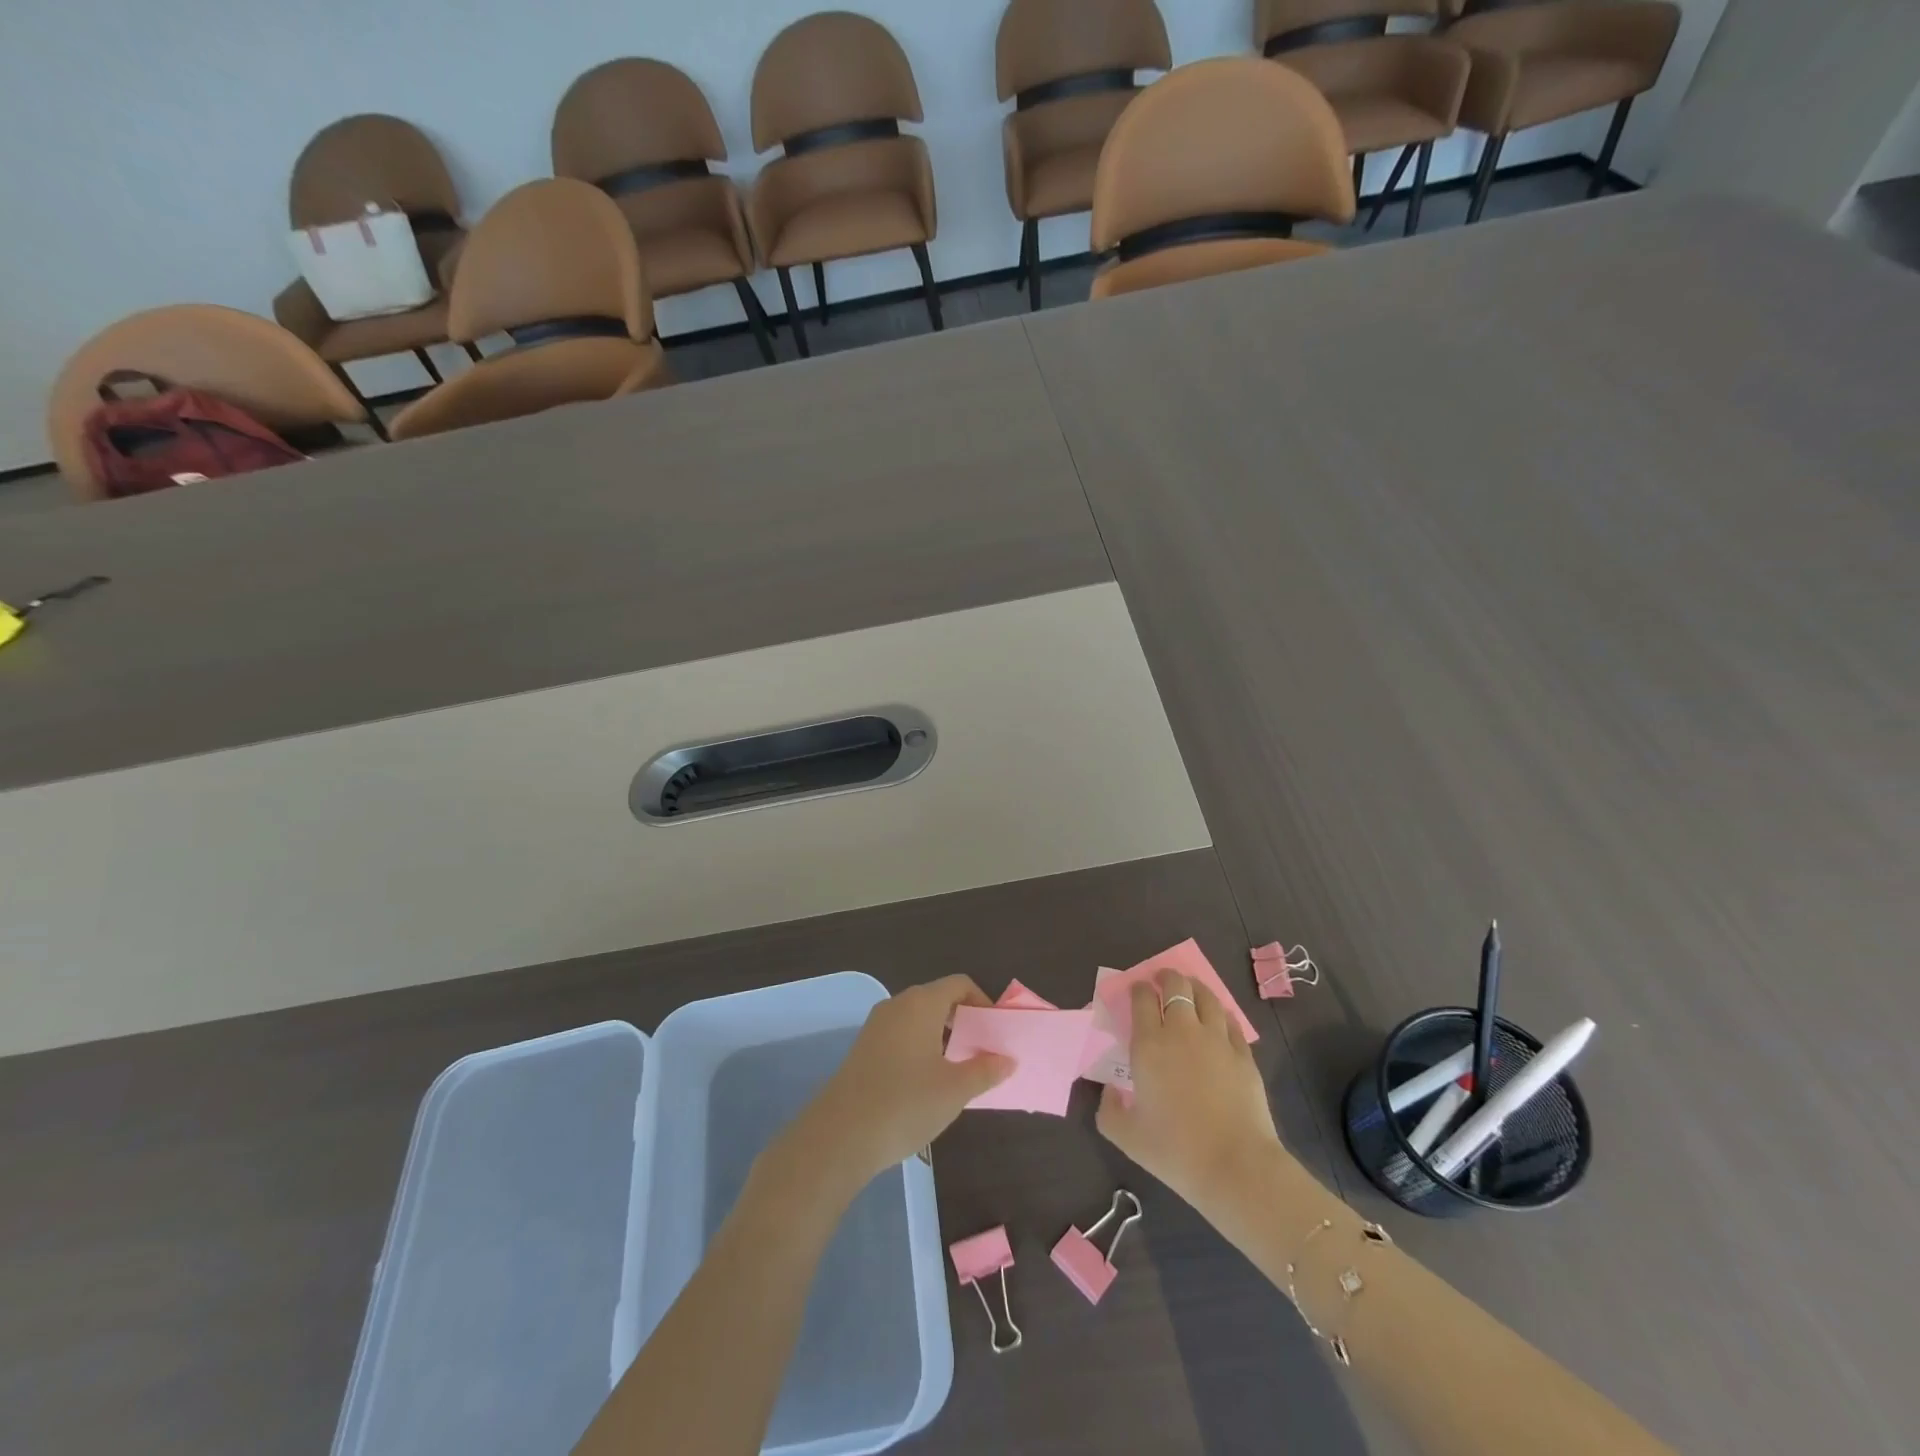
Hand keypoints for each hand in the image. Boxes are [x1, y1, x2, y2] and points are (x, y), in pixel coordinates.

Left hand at [778, 975, 1012, 1194]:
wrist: (839, 1136)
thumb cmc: (905, 1104)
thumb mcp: (955, 1090)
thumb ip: (985, 1070)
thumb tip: (1007, 1059)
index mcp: (921, 1003)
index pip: (959, 985)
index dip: (982, 1003)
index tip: (995, 1033)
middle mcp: (897, 1005)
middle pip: (938, 1000)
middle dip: (964, 1022)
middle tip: (982, 1053)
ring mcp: (876, 1027)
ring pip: (918, 1020)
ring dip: (942, 1038)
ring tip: (958, 1072)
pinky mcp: (863, 1049)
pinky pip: (901, 1036)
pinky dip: (920, 1049)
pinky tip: (926, 1084)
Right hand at [1096, 967, 1283, 1215]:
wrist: (1235, 1166)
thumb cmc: (1174, 1150)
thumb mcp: (1125, 1136)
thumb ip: (1108, 1109)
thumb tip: (1110, 1090)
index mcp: (1149, 1045)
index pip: (1142, 999)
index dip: (1138, 989)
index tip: (1137, 991)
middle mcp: (1182, 1032)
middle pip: (1176, 986)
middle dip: (1167, 977)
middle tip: (1162, 982)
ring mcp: (1217, 1040)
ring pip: (1206, 996)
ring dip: (1195, 988)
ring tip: (1190, 990)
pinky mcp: (1244, 1055)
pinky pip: (1231, 1021)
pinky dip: (1221, 1014)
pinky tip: (1219, 1019)